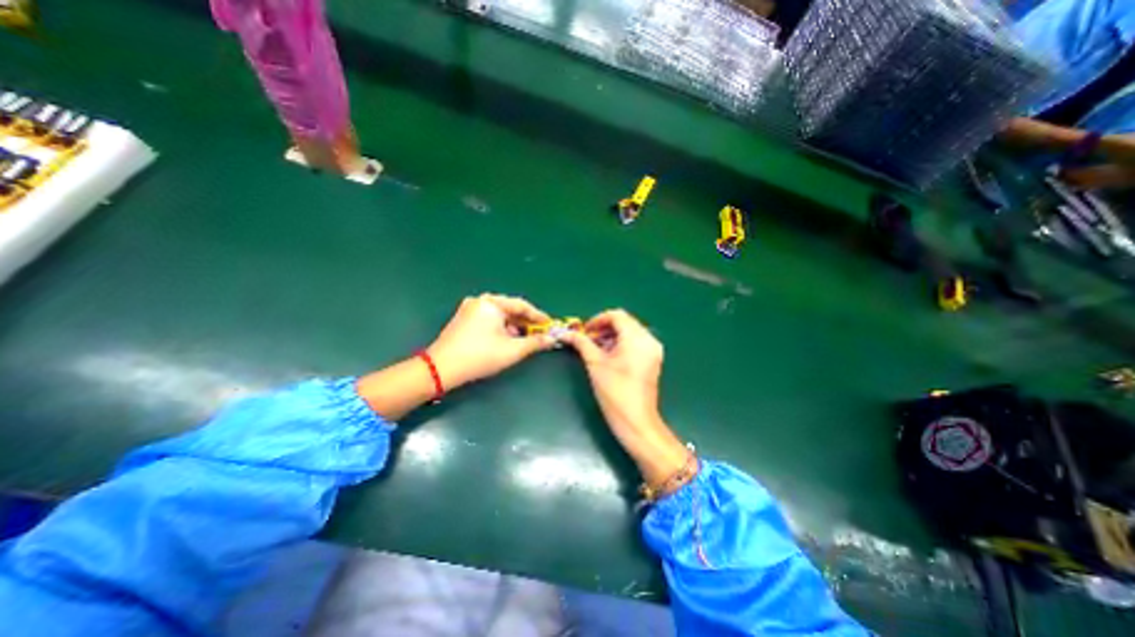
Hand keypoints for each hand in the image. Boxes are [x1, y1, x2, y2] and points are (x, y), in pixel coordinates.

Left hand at [427, 290, 553, 388]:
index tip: (550, 325)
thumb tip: (552, 339)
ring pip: (499, 314)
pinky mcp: (462, 318)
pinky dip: (500, 327)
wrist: (441, 368)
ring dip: (513, 325)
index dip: (538, 316)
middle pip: (510, 308)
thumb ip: (535, 342)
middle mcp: (480, 300)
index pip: (522, 305)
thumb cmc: (480, 356)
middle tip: (538, 333)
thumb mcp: (512, 350)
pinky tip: (505, 339)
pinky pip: (488, 318)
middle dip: (525, 322)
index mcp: (492, 303)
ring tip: (523, 338)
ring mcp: (469, 308)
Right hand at [560, 309, 667, 433]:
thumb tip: (566, 333)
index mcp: (637, 338)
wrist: (636, 421)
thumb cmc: (614, 391)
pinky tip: (609, 356)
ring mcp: (654, 350)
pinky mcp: (653, 360)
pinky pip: (636, 343)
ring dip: (612, 336)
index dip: (598, 319)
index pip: (617, 315)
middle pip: (625, 323)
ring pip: (630, 332)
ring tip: (595, 349)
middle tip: (588, 339)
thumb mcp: (595, 364)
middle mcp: (649, 340)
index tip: (585, 330)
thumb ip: (582, 343)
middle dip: (605, 328)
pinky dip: (621, 344)